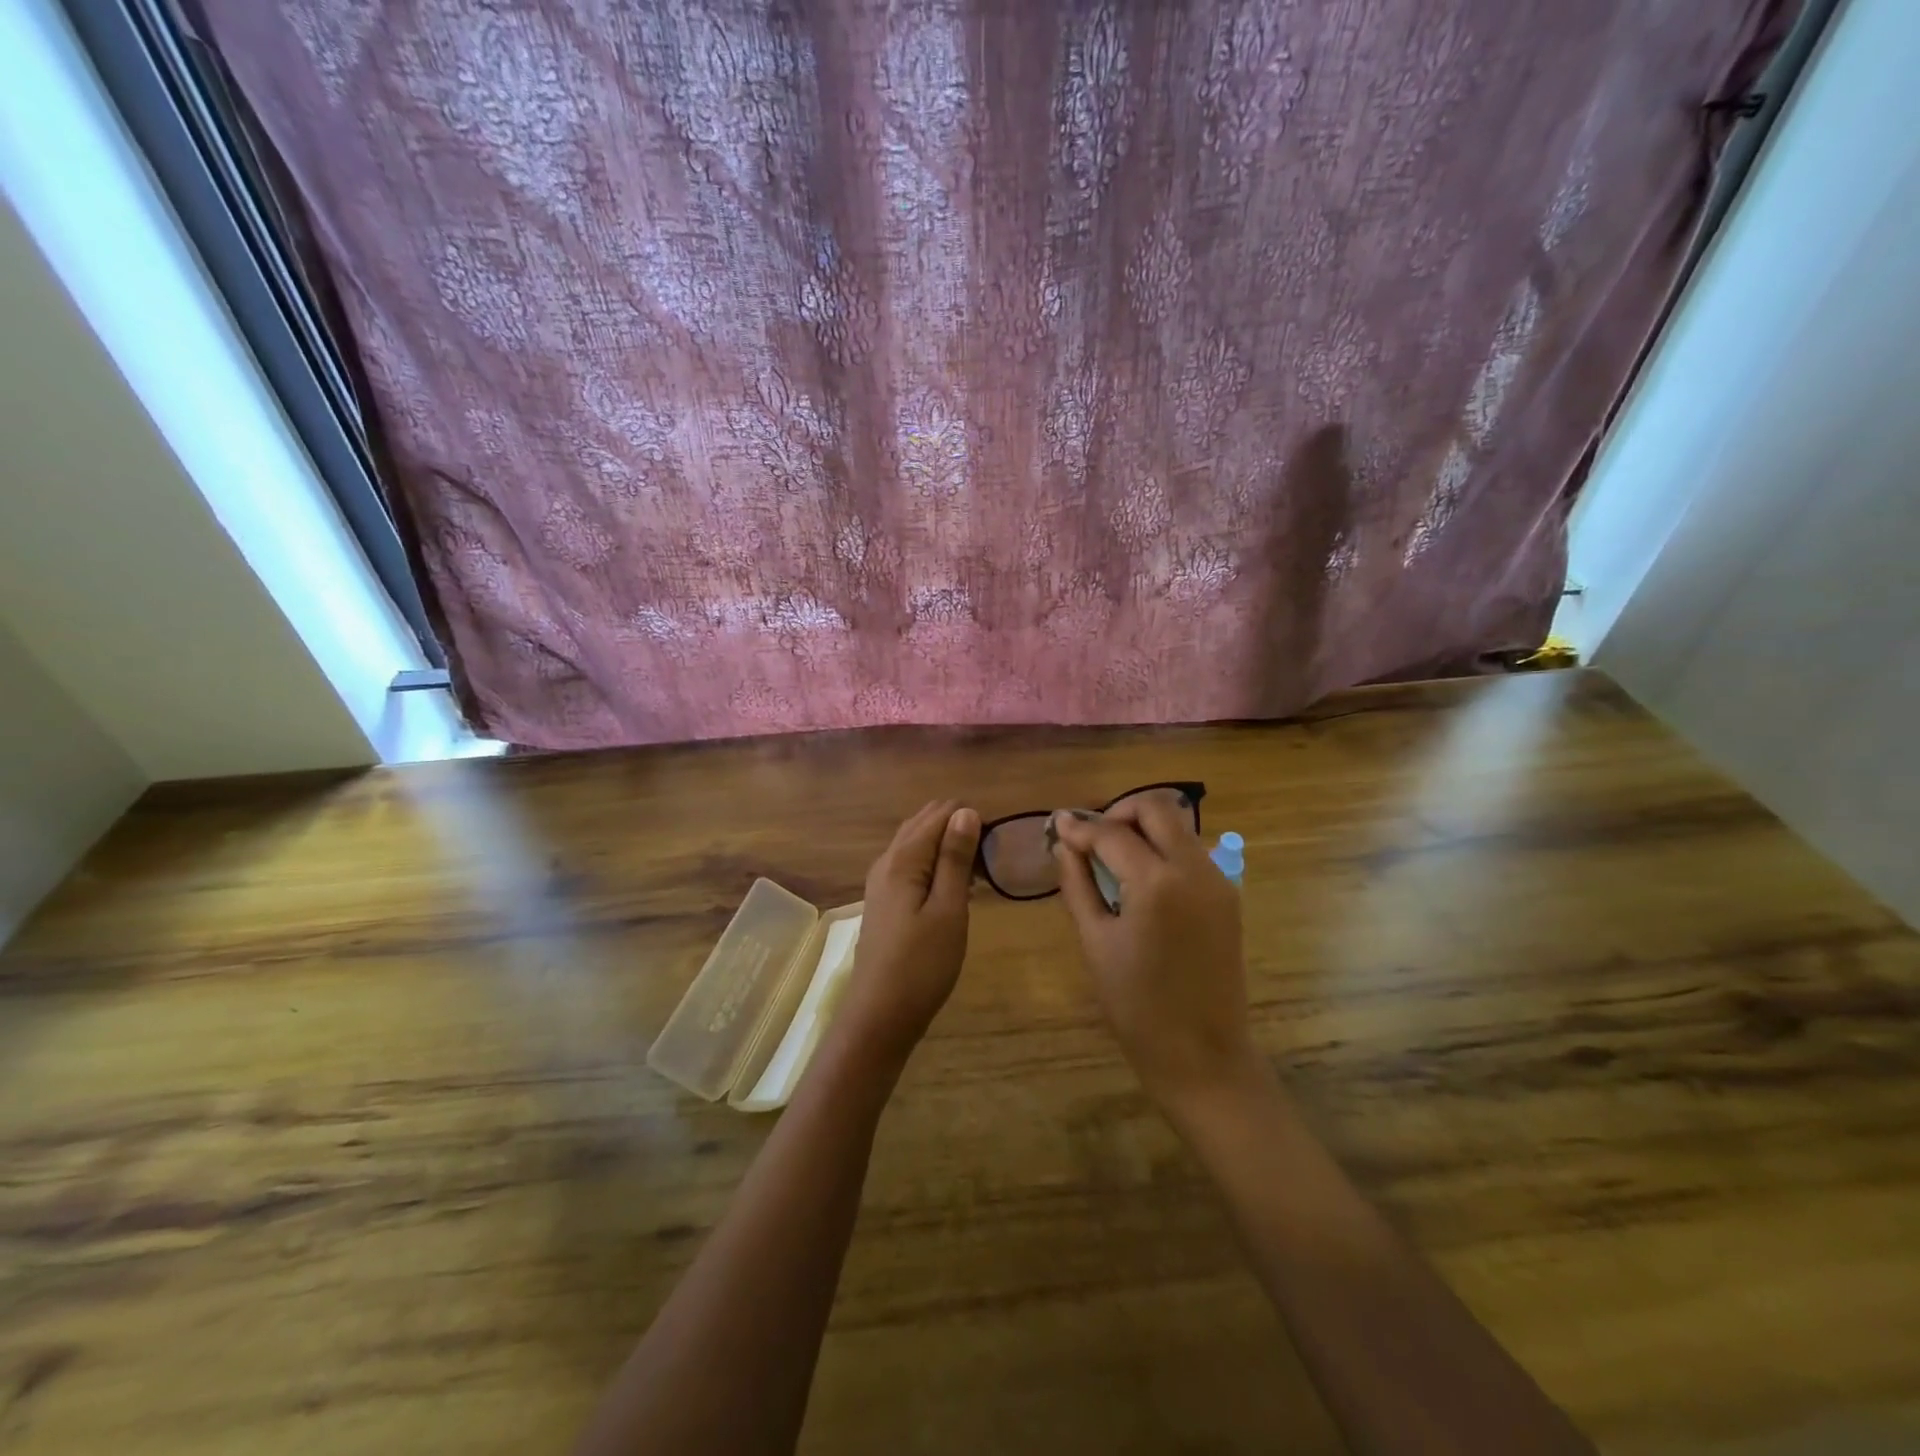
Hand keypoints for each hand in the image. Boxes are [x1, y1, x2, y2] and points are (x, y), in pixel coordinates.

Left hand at [831, 800, 979, 1069]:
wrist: (880, 1016)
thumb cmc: (922, 964)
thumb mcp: (948, 909)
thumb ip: (955, 858)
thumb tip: (965, 810)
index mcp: (903, 858)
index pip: (939, 814)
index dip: (971, 819)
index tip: (999, 842)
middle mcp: (887, 861)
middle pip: (924, 823)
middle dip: (958, 828)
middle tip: (991, 855)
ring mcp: (881, 882)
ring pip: (916, 844)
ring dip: (947, 847)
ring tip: (979, 869)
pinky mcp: (884, 901)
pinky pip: (911, 865)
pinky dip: (934, 864)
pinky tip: (955, 886)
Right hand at [1052, 797, 1259, 1105]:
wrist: (1203, 1055)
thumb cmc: (1137, 1007)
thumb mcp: (1096, 942)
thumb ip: (1078, 884)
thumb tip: (1064, 844)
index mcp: (1157, 883)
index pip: (1112, 833)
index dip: (1080, 827)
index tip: (1057, 826)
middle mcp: (1194, 869)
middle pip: (1156, 808)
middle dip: (1118, 812)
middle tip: (1091, 837)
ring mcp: (1218, 880)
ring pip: (1178, 826)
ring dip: (1143, 828)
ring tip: (1112, 856)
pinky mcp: (1228, 895)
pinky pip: (1192, 851)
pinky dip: (1163, 848)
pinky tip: (1140, 876)